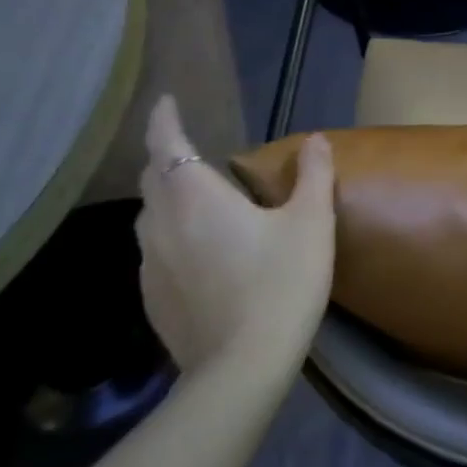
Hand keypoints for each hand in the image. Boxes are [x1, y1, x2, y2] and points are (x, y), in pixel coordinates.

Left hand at [136, 96, 335, 377]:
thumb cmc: (282, 283)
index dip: (163, 118)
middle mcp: (161, 222)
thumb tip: (316, 140)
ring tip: (197, 202)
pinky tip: (200, 255)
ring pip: (151, 216)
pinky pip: (155, 252)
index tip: (167, 101)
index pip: (166, 142)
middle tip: (189, 151)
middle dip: (166, 156)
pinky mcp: (152, 297)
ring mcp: (150, 263)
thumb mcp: (312, 224)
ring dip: (168, 198)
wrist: (243, 365)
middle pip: (153, 177)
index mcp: (195, 196)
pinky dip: (172, 238)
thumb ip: (313, 176)